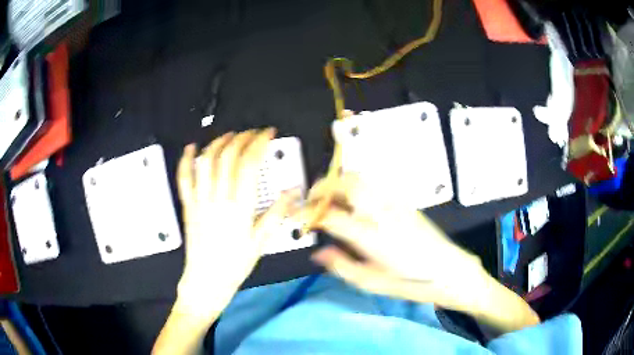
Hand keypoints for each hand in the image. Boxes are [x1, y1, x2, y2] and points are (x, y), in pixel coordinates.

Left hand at [175, 129, 299, 315]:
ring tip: (230, 135)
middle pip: (228, 156)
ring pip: (206, 162)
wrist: (206, 281)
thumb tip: (293, 192)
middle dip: (242, 138)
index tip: (267, 134)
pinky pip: (184, 178)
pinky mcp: (189, 206)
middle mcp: (218, 199)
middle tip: (253, 133)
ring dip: (219, 143)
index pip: (249, 164)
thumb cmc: (234, 264)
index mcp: (239, 208)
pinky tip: (192, 148)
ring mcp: (200, 200)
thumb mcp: (261, 242)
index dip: (259, 143)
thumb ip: (277, 214)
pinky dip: (186, 160)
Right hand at [302, 174, 485, 311]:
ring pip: (362, 179)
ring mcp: (395, 204)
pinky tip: (355, 203)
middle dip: (324, 186)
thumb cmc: (412, 283)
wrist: (449, 270)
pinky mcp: (404, 203)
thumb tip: (318, 253)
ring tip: (330, 197)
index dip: (310, 213)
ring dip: (340, 182)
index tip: (300, 217)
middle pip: (348, 184)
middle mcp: (382, 214)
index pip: (331, 215)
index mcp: (371, 238)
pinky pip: (374, 186)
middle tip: (312, 198)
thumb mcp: (372, 283)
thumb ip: (342, 265)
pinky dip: (357, 187)